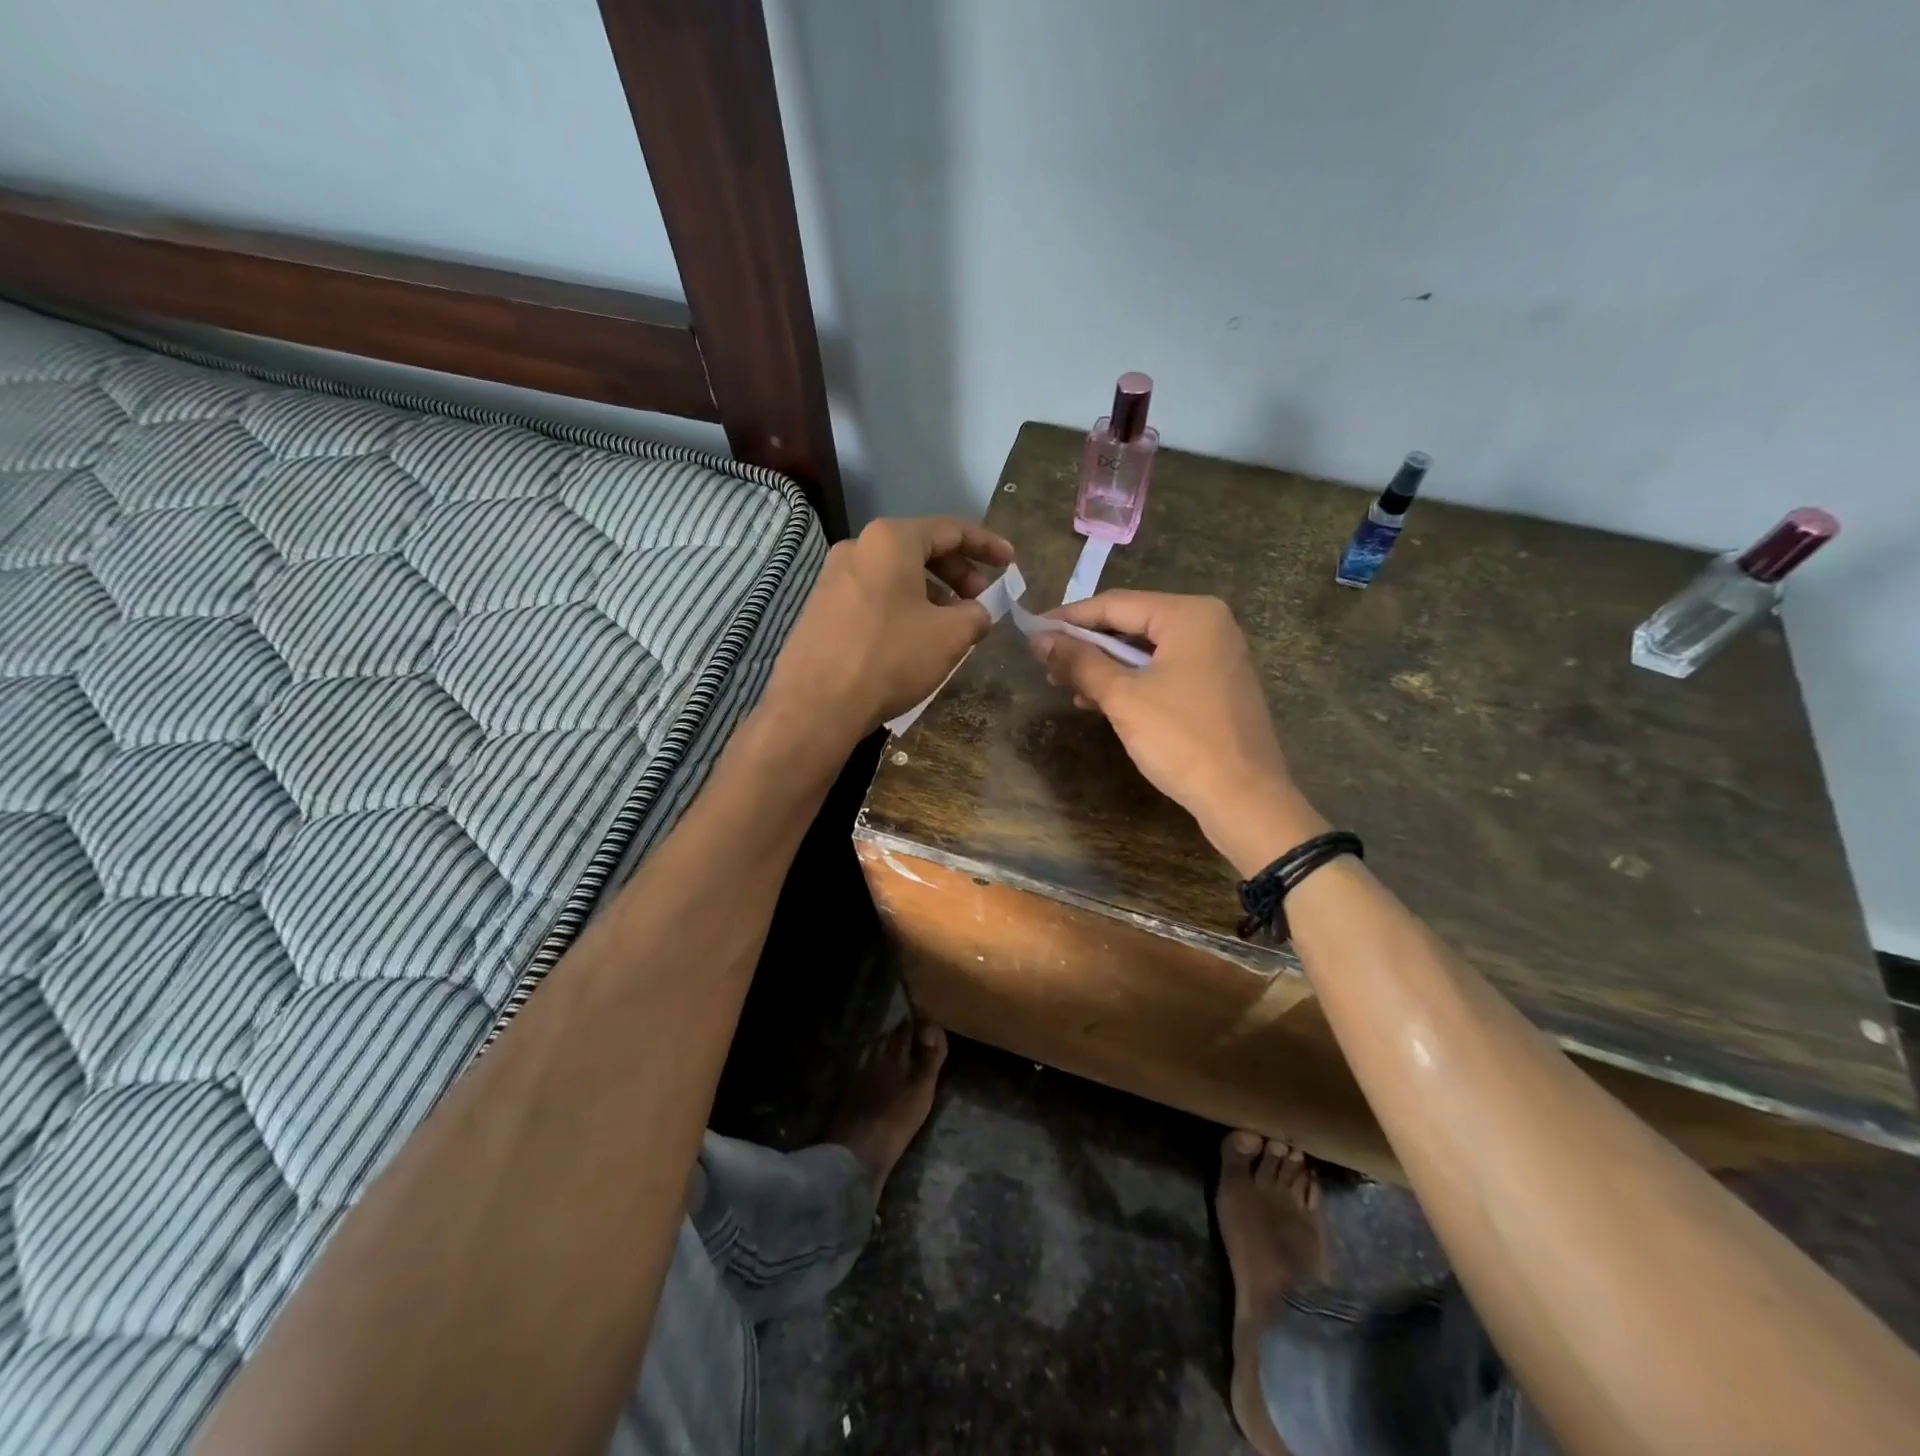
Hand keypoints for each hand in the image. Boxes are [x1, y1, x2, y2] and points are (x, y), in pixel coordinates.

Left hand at [767, 516, 1014, 739]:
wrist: (816, 705)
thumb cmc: (890, 658)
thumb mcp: (950, 636)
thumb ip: (976, 614)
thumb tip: (977, 612)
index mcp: (891, 540)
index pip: (951, 529)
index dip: (987, 545)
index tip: (1011, 563)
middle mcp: (858, 547)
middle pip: (921, 549)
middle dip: (959, 572)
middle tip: (982, 600)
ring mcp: (833, 577)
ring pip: (896, 575)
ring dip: (932, 593)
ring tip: (953, 624)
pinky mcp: (821, 608)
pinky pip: (874, 595)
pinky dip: (904, 606)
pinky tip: (915, 637)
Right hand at [1031, 592, 1326, 872]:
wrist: (1244, 798)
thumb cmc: (1181, 739)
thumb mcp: (1122, 697)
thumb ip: (1079, 661)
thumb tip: (1039, 639)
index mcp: (1190, 615)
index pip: (1115, 604)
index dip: (1070, 618)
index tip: (1033, 632)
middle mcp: (1208, 624)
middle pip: (1132, 623)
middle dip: (1087, 645)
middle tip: (1046, 665)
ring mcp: (1216, 655)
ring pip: (1146, 650)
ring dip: (1105, 666)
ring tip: (1067, 686)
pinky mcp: (1216, 685)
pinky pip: (1164, 671)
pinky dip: (1131, 682)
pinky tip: (1099, 701)